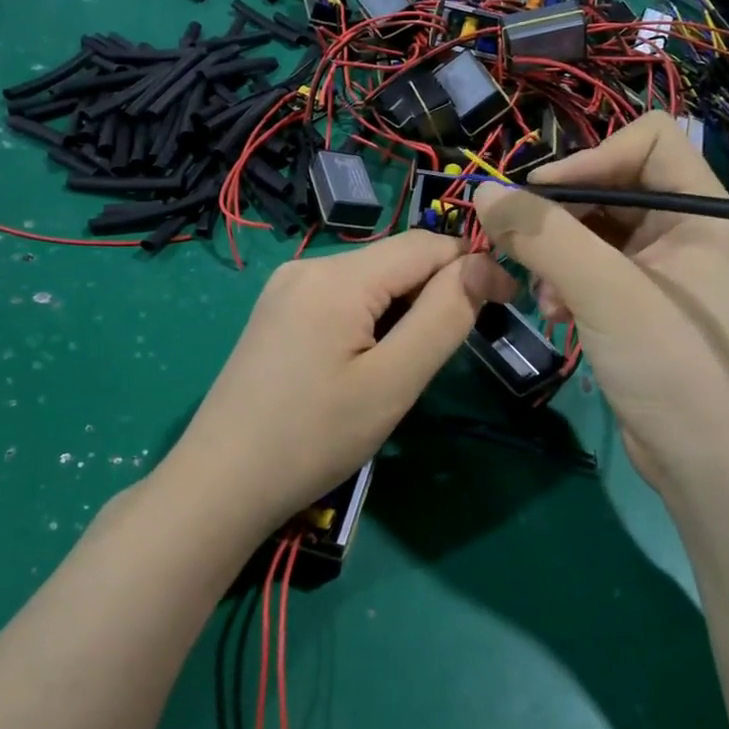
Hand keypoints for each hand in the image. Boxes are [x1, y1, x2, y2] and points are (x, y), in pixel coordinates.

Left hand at [160, 230, 514, 535]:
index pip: (425, 245)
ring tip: (402, 367)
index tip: (507, 304)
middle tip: (449, 352)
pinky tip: (364, 363)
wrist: (221, 483)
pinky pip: (340, 298)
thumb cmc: (314, 438)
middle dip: (435, 292)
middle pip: (395, 260)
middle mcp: (307, 265)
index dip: (472, 266)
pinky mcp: (275, 314)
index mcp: (336, 276)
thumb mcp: (392, 382)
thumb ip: (443, 317)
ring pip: (369, 280)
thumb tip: (483, 266)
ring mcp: (285, 288)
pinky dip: (370, 319)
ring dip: (403, 308)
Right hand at [472, 112, 728, 494]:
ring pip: (594, 233)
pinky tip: (555, 316)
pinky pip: (592, 273)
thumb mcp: (605, 291)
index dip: (591, 158)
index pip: (646, 140)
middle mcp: (685, 232)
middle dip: (562, 218)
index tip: (541, 198)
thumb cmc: (672, 366)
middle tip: (522, 248)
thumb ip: (544, 235)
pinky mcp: (640, 309)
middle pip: (611, 187)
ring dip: (557, 256)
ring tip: (544, 296)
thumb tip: (484, 191)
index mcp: (701, 211)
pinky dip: (566, 285)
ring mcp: (662, 273)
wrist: (710, 466)